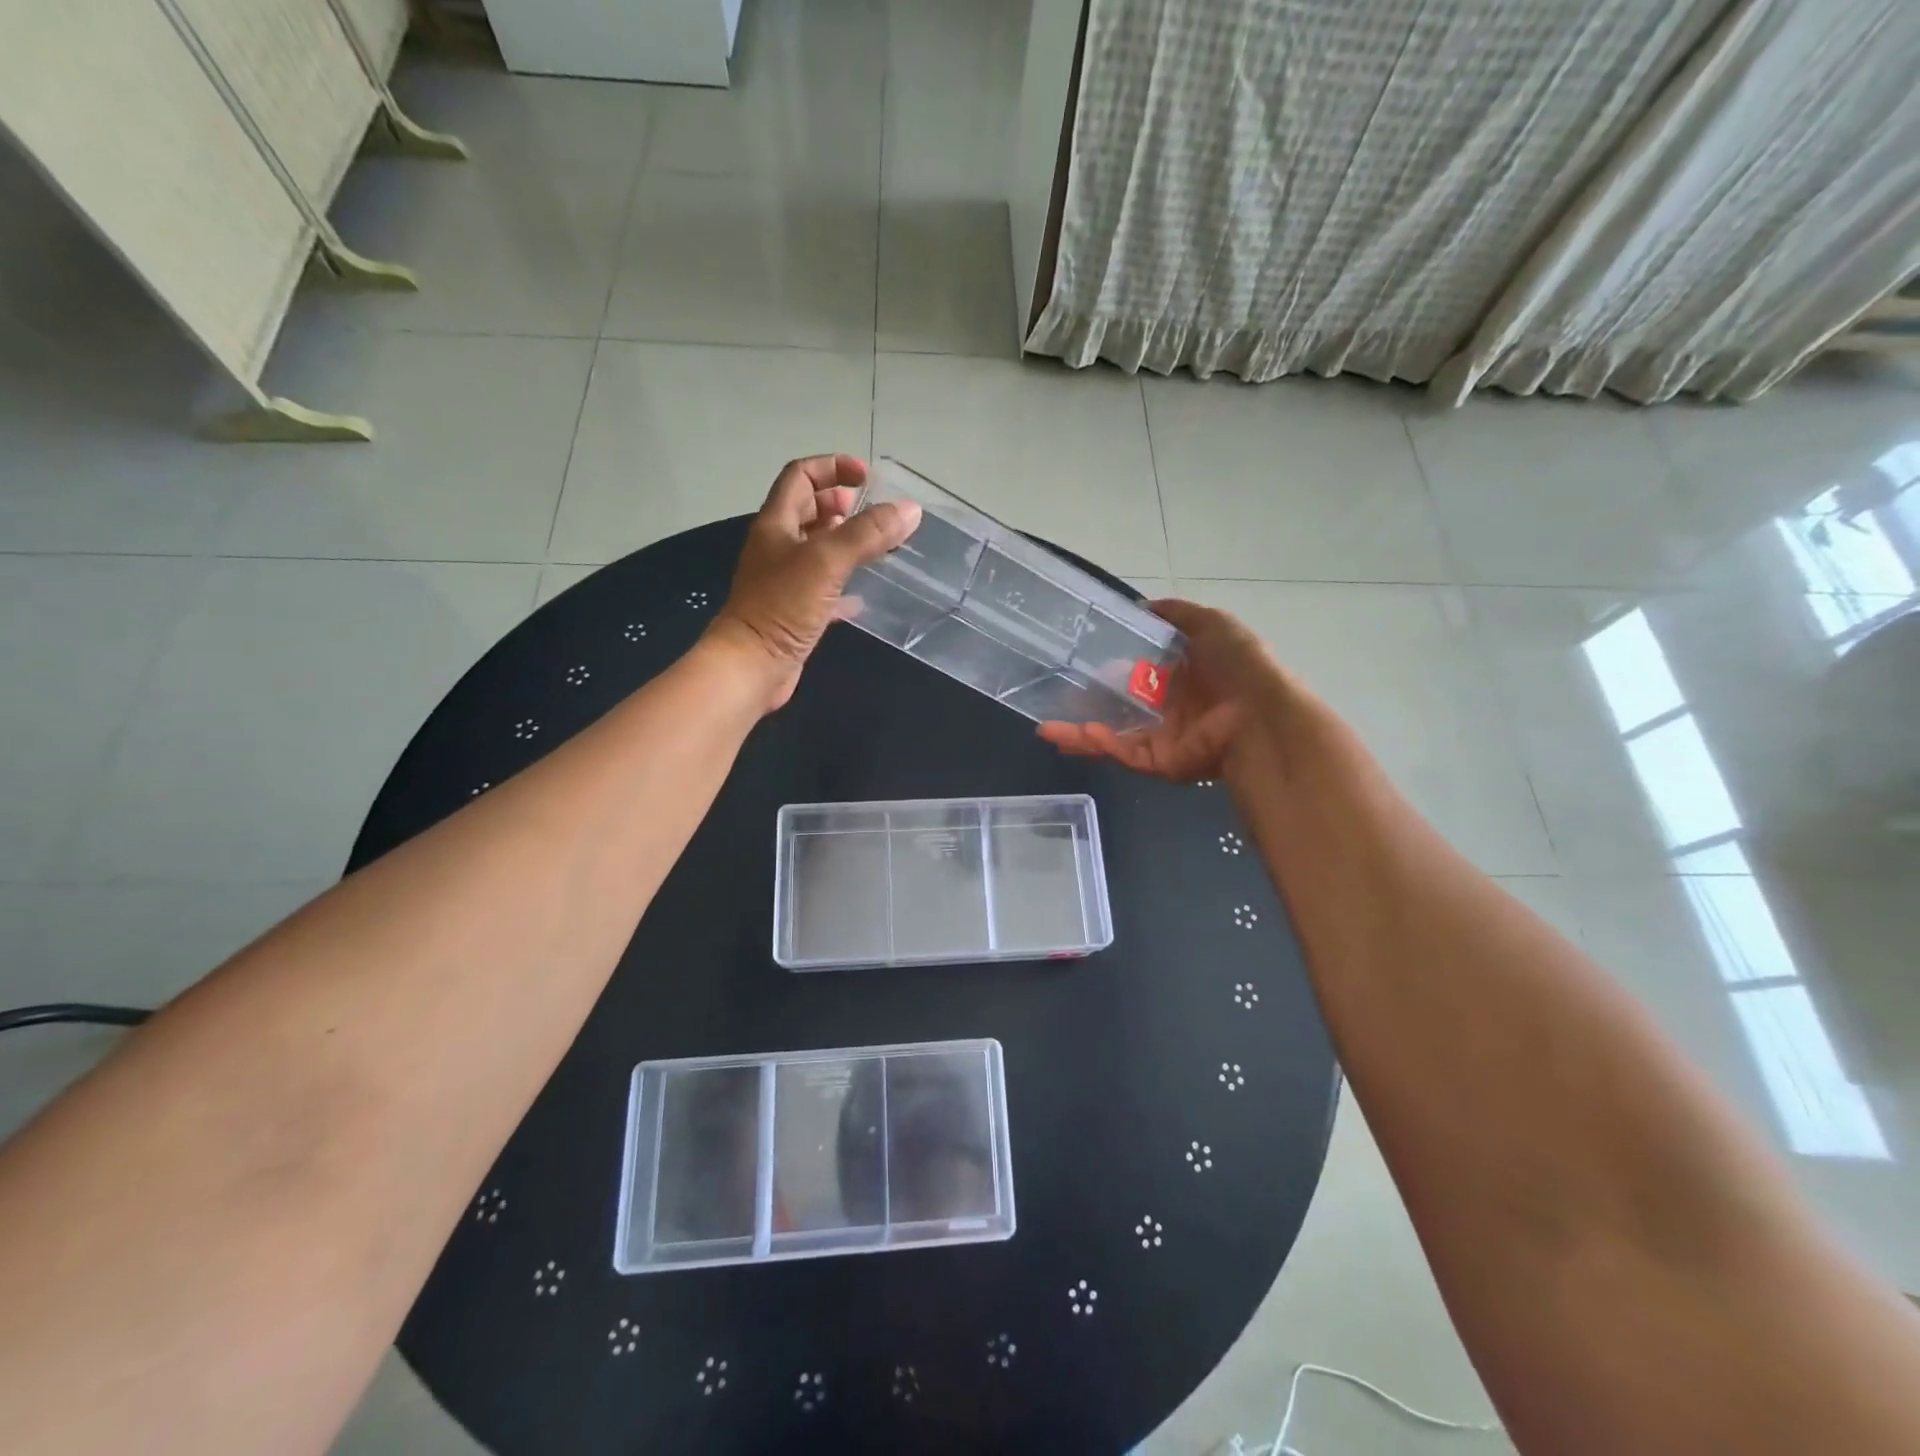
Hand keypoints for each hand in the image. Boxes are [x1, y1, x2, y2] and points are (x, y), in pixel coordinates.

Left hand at [706, 454, 921, 710]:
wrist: (752, 666)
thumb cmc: (782, 606)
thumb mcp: (827, 561)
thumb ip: (867, 533)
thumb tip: (910, 510)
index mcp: (777, 524)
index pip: (800, 477)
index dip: (832, 468)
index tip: (866, 477)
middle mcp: (778, 547)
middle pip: (808, 510)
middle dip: (839, 504)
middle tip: (873, 513)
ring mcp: (786, 581)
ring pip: (818, 550)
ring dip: (845, 542)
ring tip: (878, 547)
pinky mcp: (796, 612)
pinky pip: (824, 588)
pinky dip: (845, 585)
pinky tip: (867, 594)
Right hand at [1037, 599, 1283, 779]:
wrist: (1261, 714)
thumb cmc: (1240, 666)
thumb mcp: (1212, 624)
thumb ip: (1176, 614)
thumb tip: (1142, 605)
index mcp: (1181, 679)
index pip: (1136, 676)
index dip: (1107, 672)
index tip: (1078, 666)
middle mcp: (1168, 710)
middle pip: (1118, 710)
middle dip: (1084, 709)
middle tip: (1051, 703)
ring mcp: (1162, 739)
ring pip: (1113, 737)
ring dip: (1078, 734)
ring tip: (1046, 730)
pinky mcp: (1160, 763)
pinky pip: (1124, 753)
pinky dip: (1100, 745)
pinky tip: (1075, 735)